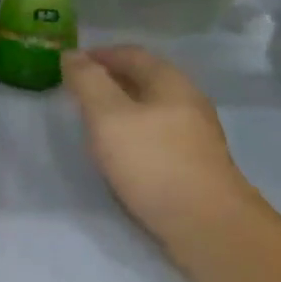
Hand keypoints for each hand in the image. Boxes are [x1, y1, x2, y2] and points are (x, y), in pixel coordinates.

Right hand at [62, 45, 251, 246]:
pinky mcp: (197, 166)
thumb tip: (72, 54)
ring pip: (153, 110)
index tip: (72, 64)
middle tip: (79, 92)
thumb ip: (88, 82)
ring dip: (123, 110)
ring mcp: (196, 135)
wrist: (209, 227)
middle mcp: (188, 100)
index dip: (100, 54)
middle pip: (145, 79)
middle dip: (111, 81)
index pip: (131, 53)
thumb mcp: (108, 116)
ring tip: (95, 123)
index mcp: (170, 81)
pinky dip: (136, 135)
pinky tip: (123, 154)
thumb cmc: (154, 162)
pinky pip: (159, 137)